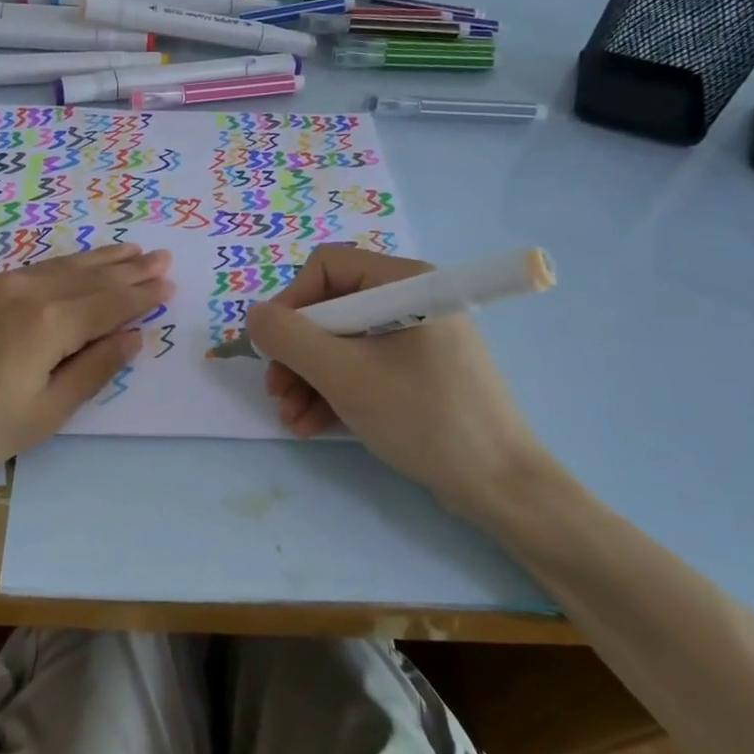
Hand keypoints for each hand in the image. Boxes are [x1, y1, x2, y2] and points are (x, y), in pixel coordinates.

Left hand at [0, 245, 173, 502]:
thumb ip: (90, 372)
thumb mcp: (39, 415)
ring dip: (94, 260)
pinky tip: (61, 269)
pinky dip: (57, 267)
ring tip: (123, 250)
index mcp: (49, 323)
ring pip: (56, 267)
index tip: (167, 281)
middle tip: (158, 255)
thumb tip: (132, 337)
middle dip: (126, 268)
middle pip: (87, 276)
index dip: (141, 295)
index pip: (109, 304)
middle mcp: (24, 291)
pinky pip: (26, 270)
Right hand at [244, 245, 556, 527]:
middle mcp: (410, 301)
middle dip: (296, 353)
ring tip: (290, 418)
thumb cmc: (423, 417)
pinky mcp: (416, 373)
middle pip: (330, 309)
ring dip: (307, 379)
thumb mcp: (345, 376)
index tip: (273, 346)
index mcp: (404, 283)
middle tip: (276, 391)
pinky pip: (362, 368)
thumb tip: (255, 316)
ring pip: (341, 343)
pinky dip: (332, 392)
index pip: (327, 268)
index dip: (291, 303)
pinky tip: (310, 424)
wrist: (499, 486)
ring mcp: (414, 339)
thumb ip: (290, 339)